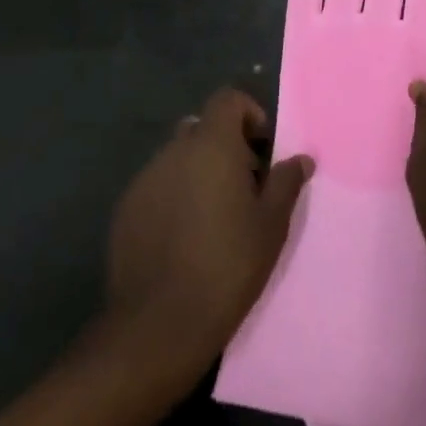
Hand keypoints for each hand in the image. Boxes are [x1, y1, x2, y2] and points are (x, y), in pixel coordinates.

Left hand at [104, 88, 312, 391]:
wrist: (158, 325)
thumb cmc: (227, 266)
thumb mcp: (271, 225)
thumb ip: (286, 183)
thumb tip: (301, 158)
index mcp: (211, 145)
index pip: (228, 99)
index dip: (248, 113)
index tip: (262, 150)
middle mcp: (174, 150)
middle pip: (202, 128)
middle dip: (224, 146)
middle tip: (243, 186)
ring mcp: (145, 179)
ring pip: (177, 158)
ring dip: (198, 172)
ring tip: (213, 217)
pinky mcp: (124, 210)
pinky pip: (156, 187)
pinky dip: (173, 196)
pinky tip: (183, 238)